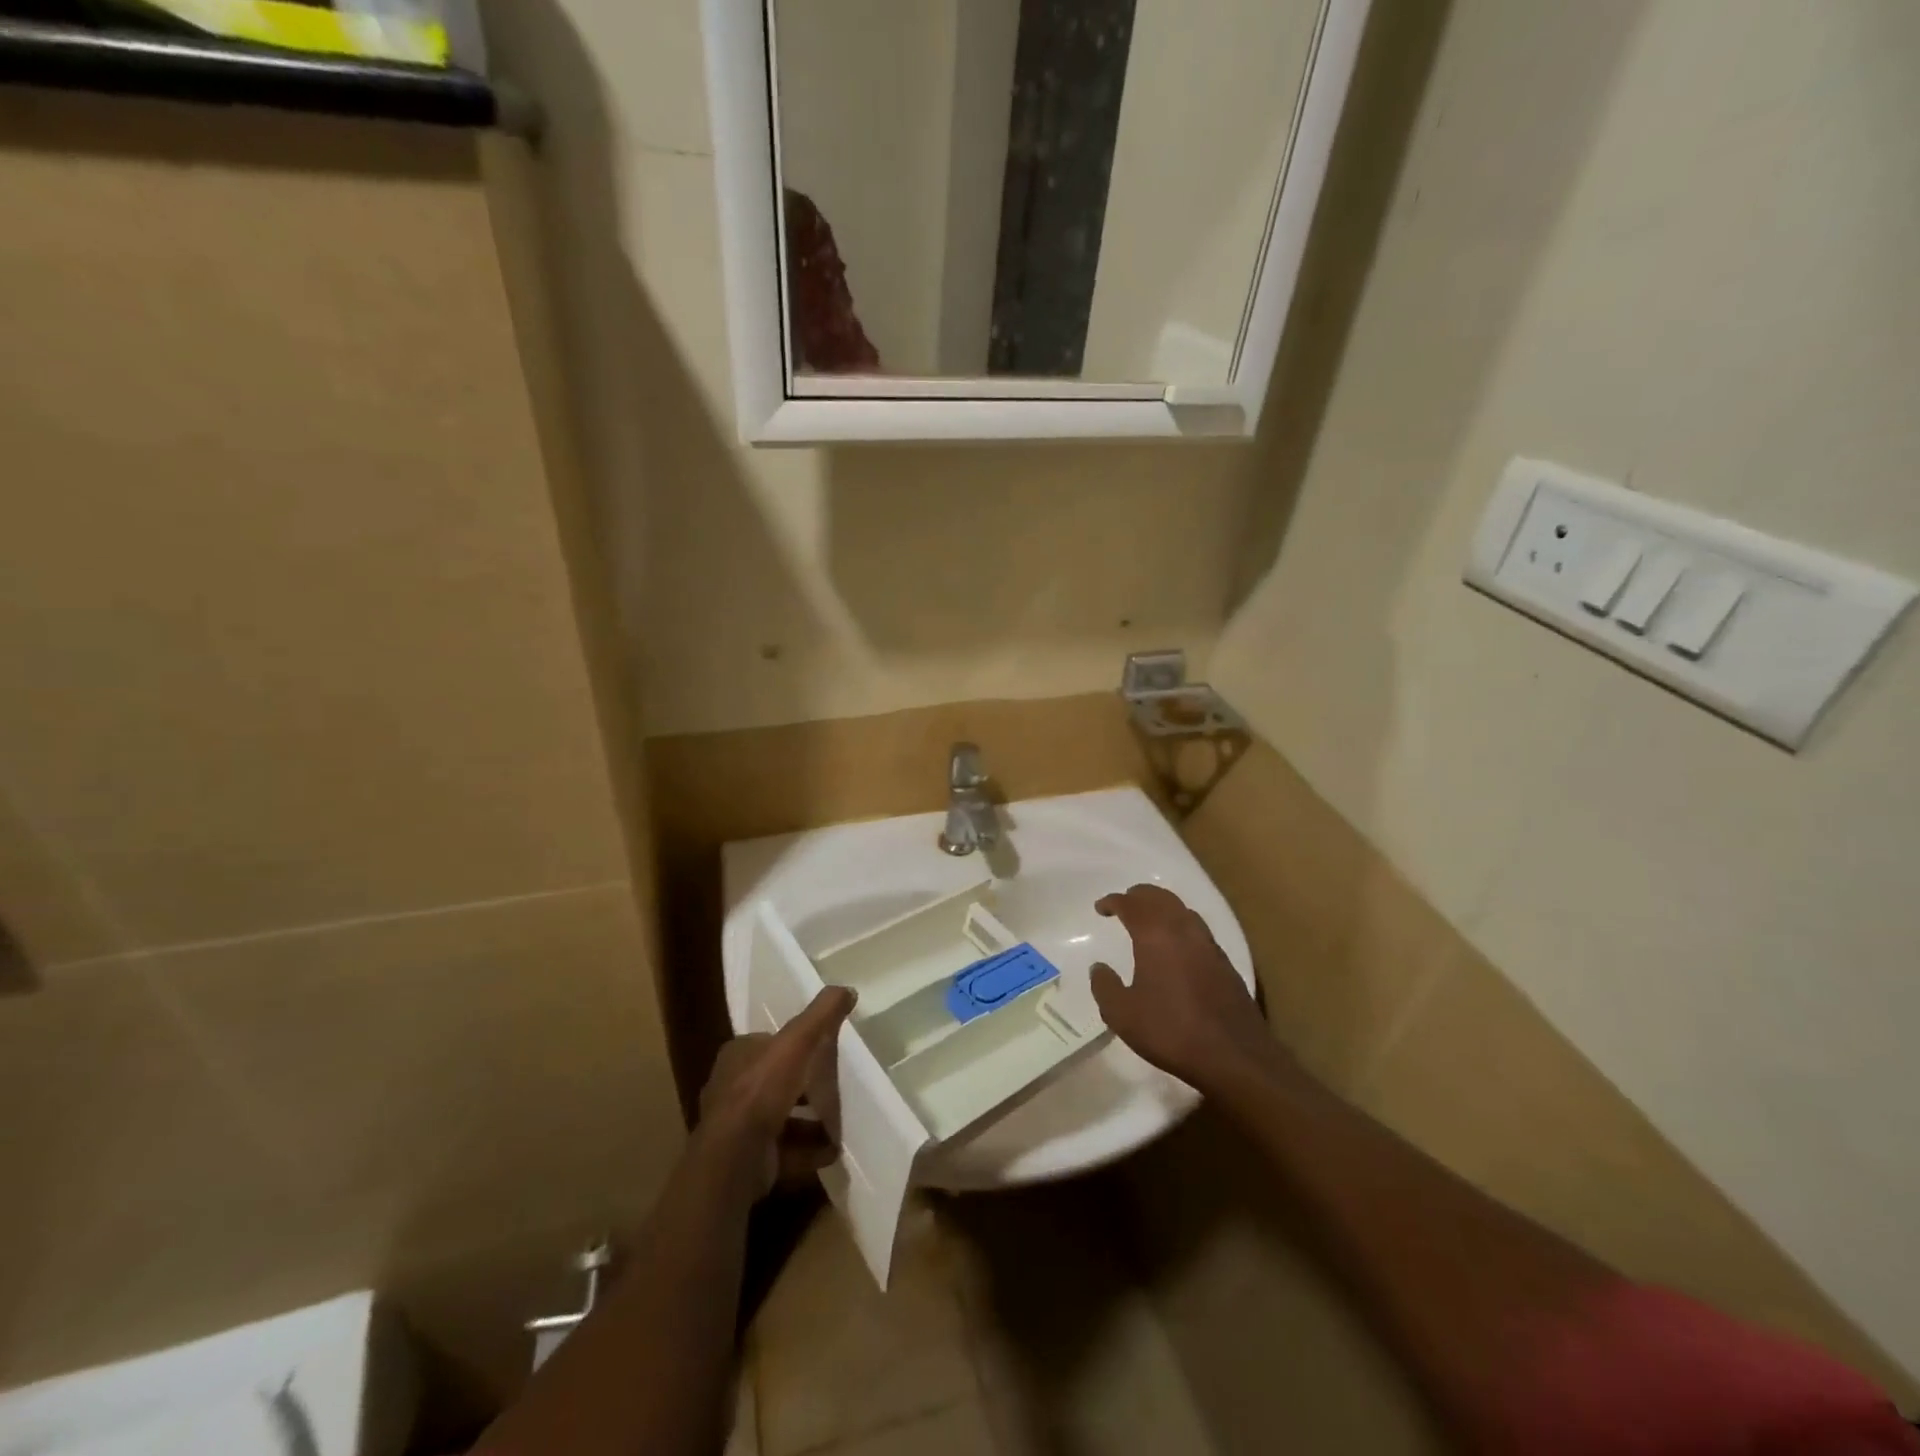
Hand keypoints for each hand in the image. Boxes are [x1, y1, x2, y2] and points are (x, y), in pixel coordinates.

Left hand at [698, 987, 855, 1197]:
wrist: (735, 1157)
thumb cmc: (762, 1090)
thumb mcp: (798, 1041)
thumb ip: (822, 1014)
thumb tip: (847, 989)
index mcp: (737, 1055)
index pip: (769, 1043)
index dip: (796, 1047)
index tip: (822, 1053)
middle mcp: (731, 1087)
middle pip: (776, 1081)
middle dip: (805, 1087)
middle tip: (834, 1089)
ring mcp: (736, 1127)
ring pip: (780, 1117)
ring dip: (809, 1122)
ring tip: (838, 1124)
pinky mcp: (746, 1159)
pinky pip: (783, 1149)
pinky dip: (806, 1150)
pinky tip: (830, 1151)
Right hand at [1090, 884, 1285, 1095]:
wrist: (1234, 1055)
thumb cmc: (1171, 1031)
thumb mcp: (1122, 1014)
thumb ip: (1105, 986)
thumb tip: (1099, 968)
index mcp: (1155, 935)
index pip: (1131, 904)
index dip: (1113, 901)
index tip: (1101, 908)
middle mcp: (1183, 930)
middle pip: (1160, 897)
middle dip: (1139, 896)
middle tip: (1124, 904)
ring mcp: (1208, 944)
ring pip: (1182, 910)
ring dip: (1162, 907)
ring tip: (1149, 920)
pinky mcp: (1224, 962)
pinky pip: (1197, 929)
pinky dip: (1180, 925)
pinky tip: (1176, 946)